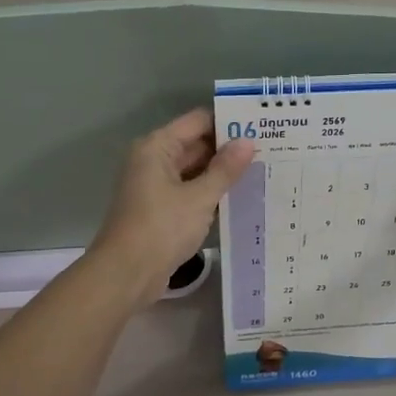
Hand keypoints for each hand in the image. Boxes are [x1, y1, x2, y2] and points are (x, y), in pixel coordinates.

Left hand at [91, 108, 254, 307]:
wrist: (126, 274)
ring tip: (262, 170)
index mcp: (157, 147)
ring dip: (221, 173)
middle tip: (269, 149)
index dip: (228, 122)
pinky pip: (189, 191)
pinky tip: (239, 197)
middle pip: (195, 144)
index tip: (261, 126)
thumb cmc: (162, 228)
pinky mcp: (160, 209)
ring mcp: (155, 186)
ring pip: (194, 170)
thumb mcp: (199, 198)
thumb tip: (248, 142)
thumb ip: (225, 169)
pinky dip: (210, 193)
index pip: (198, 121)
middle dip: (228, 149)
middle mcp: (153, 160)